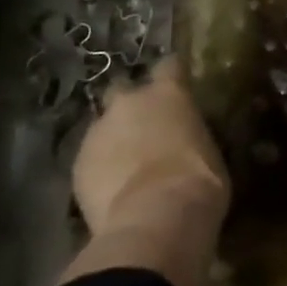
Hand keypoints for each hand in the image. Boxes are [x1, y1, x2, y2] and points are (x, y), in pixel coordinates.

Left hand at [64, 58, 230, 285]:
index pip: (170, 65)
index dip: (172, 76)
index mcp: (169, 92)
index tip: (177, 88)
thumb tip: (185, 141)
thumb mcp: (208, 151)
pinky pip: (89, 160)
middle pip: (123, 89)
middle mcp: (130, 101)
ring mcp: (99, 131)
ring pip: (102, 127)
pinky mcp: (77, 164)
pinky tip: (110, 191)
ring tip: (124, 168)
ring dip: (112, 140)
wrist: (154, 220)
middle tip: (142, 131)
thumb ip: (189, 136)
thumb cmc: (198, 182)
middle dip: (130, 107)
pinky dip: (99, 170)